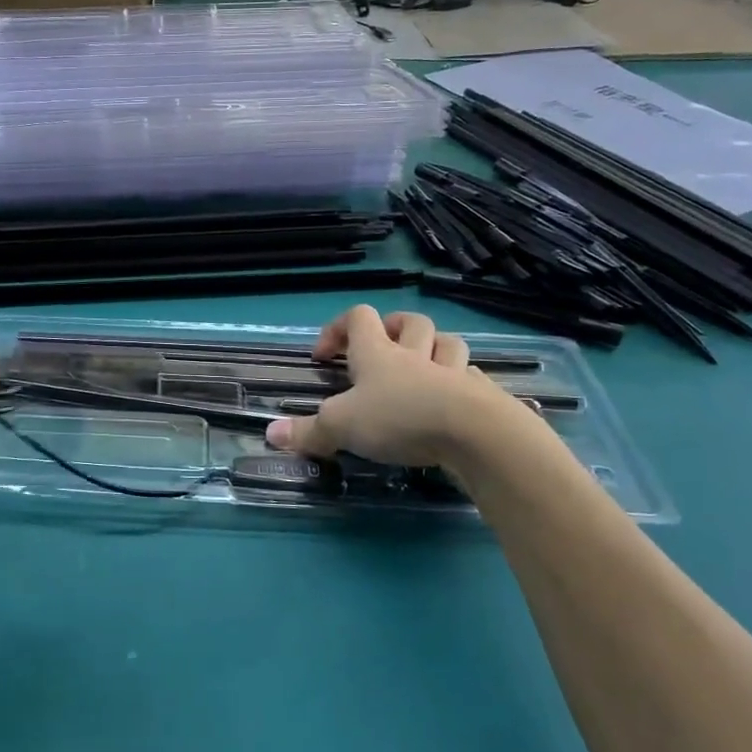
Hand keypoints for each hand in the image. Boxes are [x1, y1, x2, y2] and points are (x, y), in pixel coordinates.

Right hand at [263, 305, 562, 481]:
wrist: (474, 433)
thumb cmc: (398, 417)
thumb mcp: (342, 426)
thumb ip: (308, 431)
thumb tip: (270, 434)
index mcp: (378, 352)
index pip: (359, 317)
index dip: (339, 328)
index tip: (325, 355)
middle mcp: (415, 354)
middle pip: (410, 322)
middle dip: (395, 329)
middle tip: (382, 349)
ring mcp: (452, 372)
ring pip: (447, 344)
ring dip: (435, 350)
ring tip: (423, 369)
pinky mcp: (482, 396)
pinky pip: (471, 379)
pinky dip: (461, 385)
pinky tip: (454, 403)